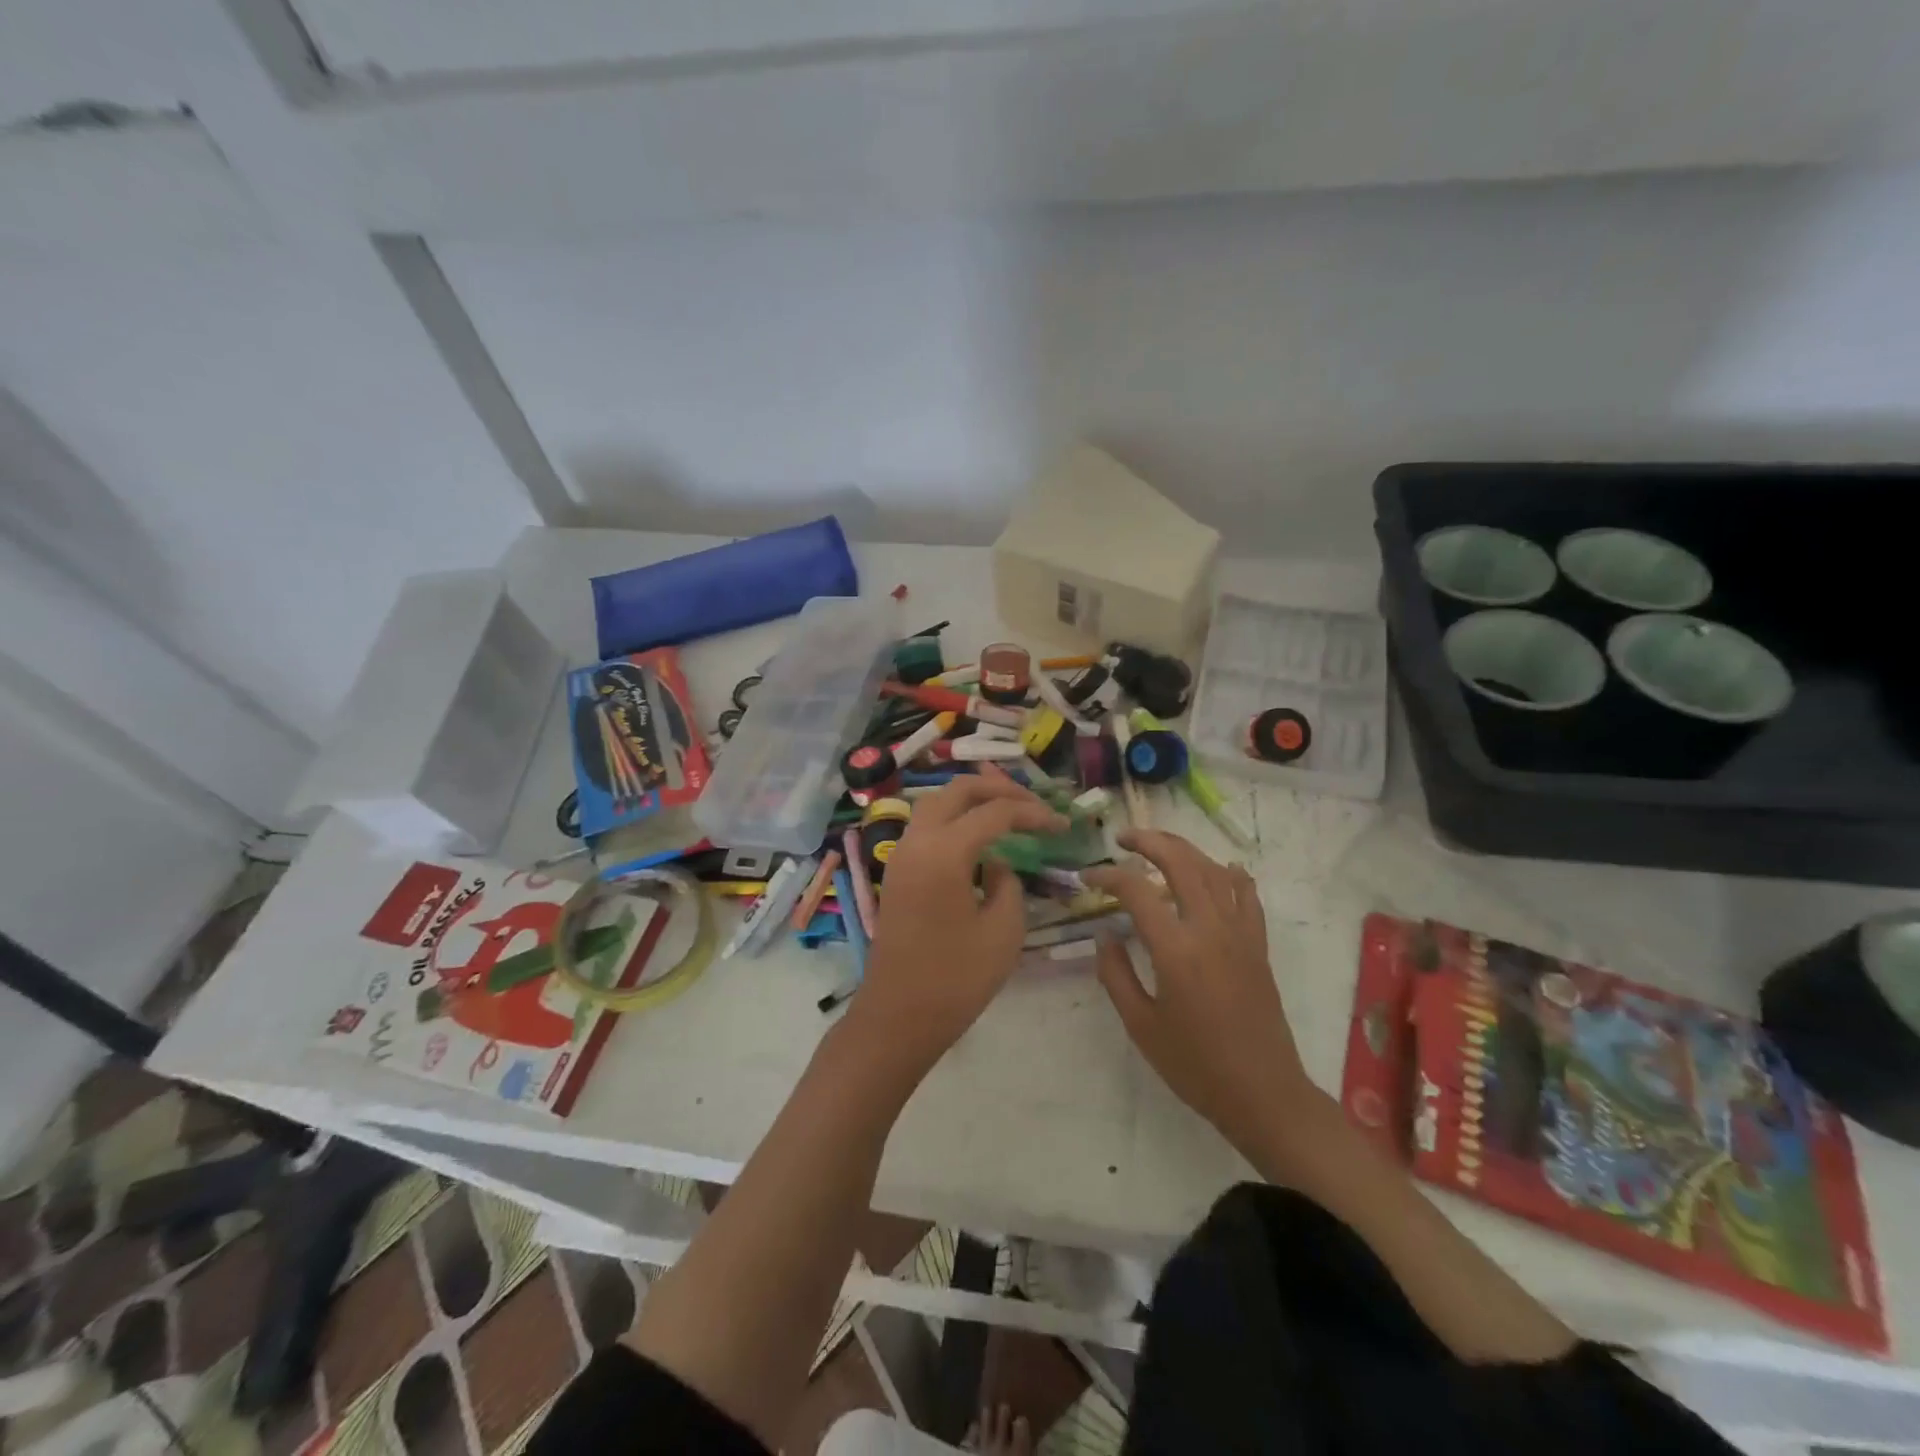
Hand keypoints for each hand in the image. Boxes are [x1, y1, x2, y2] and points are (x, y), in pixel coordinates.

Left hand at [850, 776, 1066, 1067]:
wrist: (897, 1017)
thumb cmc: (955, 980)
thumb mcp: (1003, 931)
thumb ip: (1008, 883)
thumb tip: (998, 862)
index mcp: (944, 852)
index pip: (995, 812)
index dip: (1033, 813)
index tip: (1062, 825)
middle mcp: (916, 841)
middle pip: (957, 790)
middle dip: (998, 788)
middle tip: (1033, 803)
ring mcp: (901, 855)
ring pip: (937, 803)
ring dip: (972, 799)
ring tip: (1008, 811)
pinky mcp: (897, 872)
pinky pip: (926, 826)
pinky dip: (954, 818)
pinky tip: (979, 837)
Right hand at [1084, 830, 1320, 1162]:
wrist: (1263, 1093)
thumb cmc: (1195, 1065)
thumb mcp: (1141, 1025)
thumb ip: (1115, 975)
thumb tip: (1105, 935)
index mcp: (1176, 949)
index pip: (1137, 891)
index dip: (1107, 876)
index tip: (1087, 878)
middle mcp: (1210, 929)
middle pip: (1181, 862)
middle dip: (1149, 841)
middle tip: (1123, 839)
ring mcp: (1240, 933)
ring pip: (1213, 870)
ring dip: (1184, 849)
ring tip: (1159, 846)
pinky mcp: (1257, 945)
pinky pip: (1247, 896)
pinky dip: (1231, 874)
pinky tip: (1222, 868)